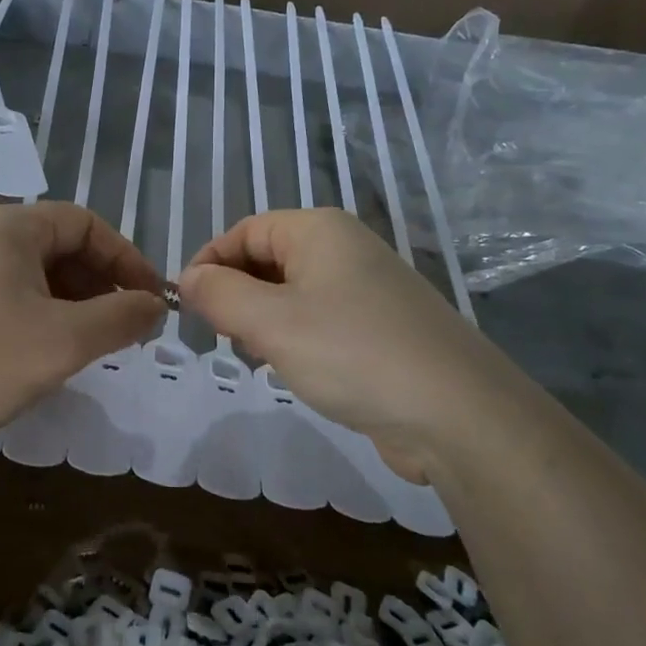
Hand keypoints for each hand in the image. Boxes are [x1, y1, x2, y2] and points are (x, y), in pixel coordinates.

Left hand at [0, 202, 166, 457]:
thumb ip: (121, 317)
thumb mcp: (64, 341)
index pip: (85, 223)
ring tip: (91, 343)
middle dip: (100, 283)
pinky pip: (3, 294)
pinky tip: (44, 351)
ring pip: (30, 273)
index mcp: (7, 226)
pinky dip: (36, 314)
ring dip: (70, 302)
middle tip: (125, 326)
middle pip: (57, 245)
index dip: (126, 258)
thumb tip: (156, 305)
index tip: (153, 300)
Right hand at [178, 208, 523, 480]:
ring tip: (255, 357)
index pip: (244, 231)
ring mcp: (367, 290)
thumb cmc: (353, 354)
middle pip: (267, 260)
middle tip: (221, 337)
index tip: (187, 305)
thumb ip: (219, 295)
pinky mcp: (380, 329)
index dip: (209, 263)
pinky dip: (294, 340)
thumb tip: (189, 279)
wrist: (459, 415)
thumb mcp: (271, 322)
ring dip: (262, 322)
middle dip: (235, 295)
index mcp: (319, 231)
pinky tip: (291, 371)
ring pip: (291, 294)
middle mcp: (345, 250)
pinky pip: (319, 322)